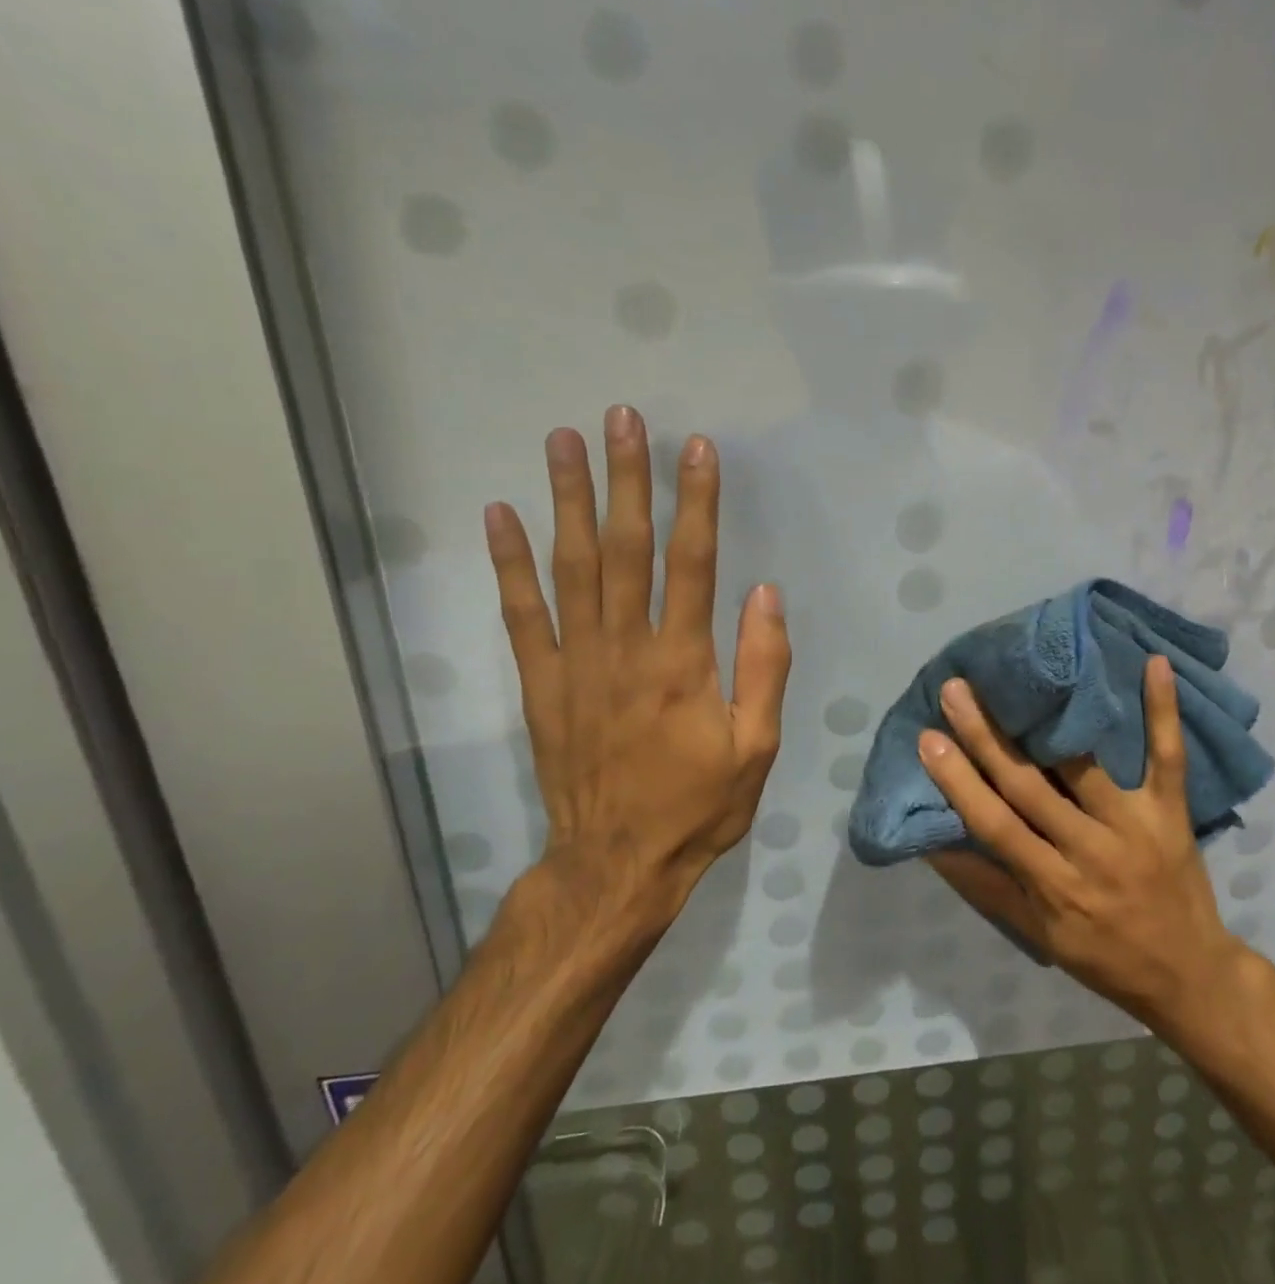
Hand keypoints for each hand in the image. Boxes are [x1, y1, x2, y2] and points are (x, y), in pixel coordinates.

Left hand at [485, 406, 790, 946]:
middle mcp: (626, 648)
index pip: (692, 563)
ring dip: (568, 500)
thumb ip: (763, 666)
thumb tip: (765, 593)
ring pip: (571, 567)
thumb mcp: (757, 746)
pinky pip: (521, 615)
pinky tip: (501, 516)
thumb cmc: (698, 805)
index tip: (696, 448)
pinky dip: (509, 563)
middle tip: (621, 418)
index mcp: (684, 662)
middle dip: (626, 479)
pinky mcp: (541, 683)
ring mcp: (576, 663)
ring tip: (563, 442)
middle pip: (626, 548)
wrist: (616, 864)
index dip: (696, 502)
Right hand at [919, 656, 1245, 1029]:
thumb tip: (935, 847)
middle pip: (1030, 785)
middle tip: (957, 689)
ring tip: (1026, 674)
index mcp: (1054, 885)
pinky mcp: (1171, 811)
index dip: (959, 782)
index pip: (996, 825)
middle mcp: (1091, 850)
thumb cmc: (1104, 956)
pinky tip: (1153, 663)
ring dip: (1052, 719)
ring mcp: (1136, 825)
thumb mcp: (1039, 937)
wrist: (1190, 976)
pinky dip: (1162, 711)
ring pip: (1085, 764)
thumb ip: (988, 888)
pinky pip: (1168, 757)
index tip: (928, 739)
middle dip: (988, 736)